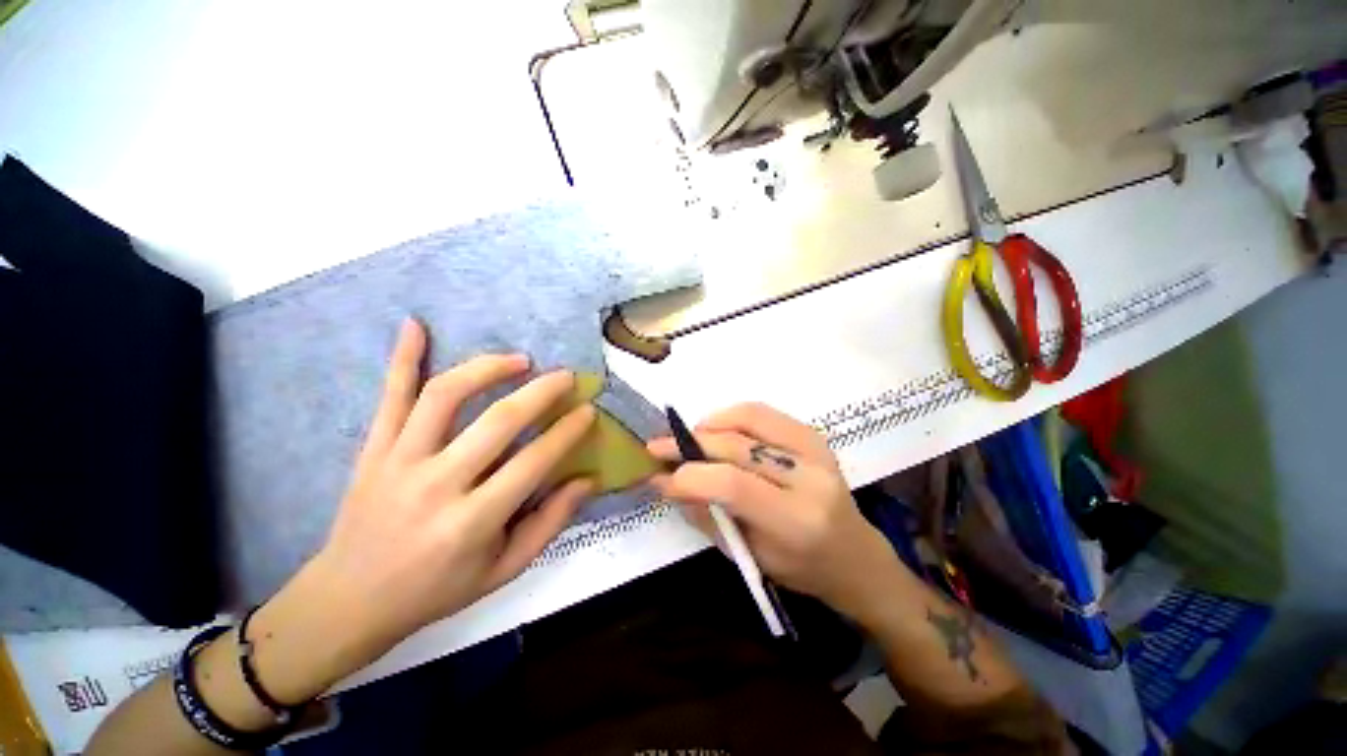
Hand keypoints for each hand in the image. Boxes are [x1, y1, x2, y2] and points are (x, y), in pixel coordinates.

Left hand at [255, 319, 596, 693]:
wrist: (348, 601)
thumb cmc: (436, 590)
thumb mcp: (504, 570)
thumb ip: (550, 523)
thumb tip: (587, 480)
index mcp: (472, 521)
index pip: (534, 462)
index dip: (567, 432)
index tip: (588, 410)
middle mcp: (436, 484)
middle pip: (498, 421)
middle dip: (541, 391)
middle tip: (565, 376)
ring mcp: (398, 461)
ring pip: (445, 395)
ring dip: (486, 368)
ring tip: (517, 360)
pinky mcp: (372, 450)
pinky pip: (389, 396)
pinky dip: (402, 357)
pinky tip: (416, 325)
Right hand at [648, 403, 899, 620]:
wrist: (854, 554)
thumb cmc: (801, 569)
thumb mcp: (749, 556)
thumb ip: (707, 515)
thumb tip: (667, 482)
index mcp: (796, 520)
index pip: (732, 485)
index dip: (689, 476)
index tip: (658, 477)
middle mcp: (810, 478)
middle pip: (737, 446)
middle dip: (689, 444)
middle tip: (658, 447)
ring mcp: (816, 449)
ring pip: (749, 418)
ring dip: (710, 424)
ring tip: (690, 439)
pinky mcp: (813, 435)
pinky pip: (763, 412)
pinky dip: (732, 415)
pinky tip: (717, 429)